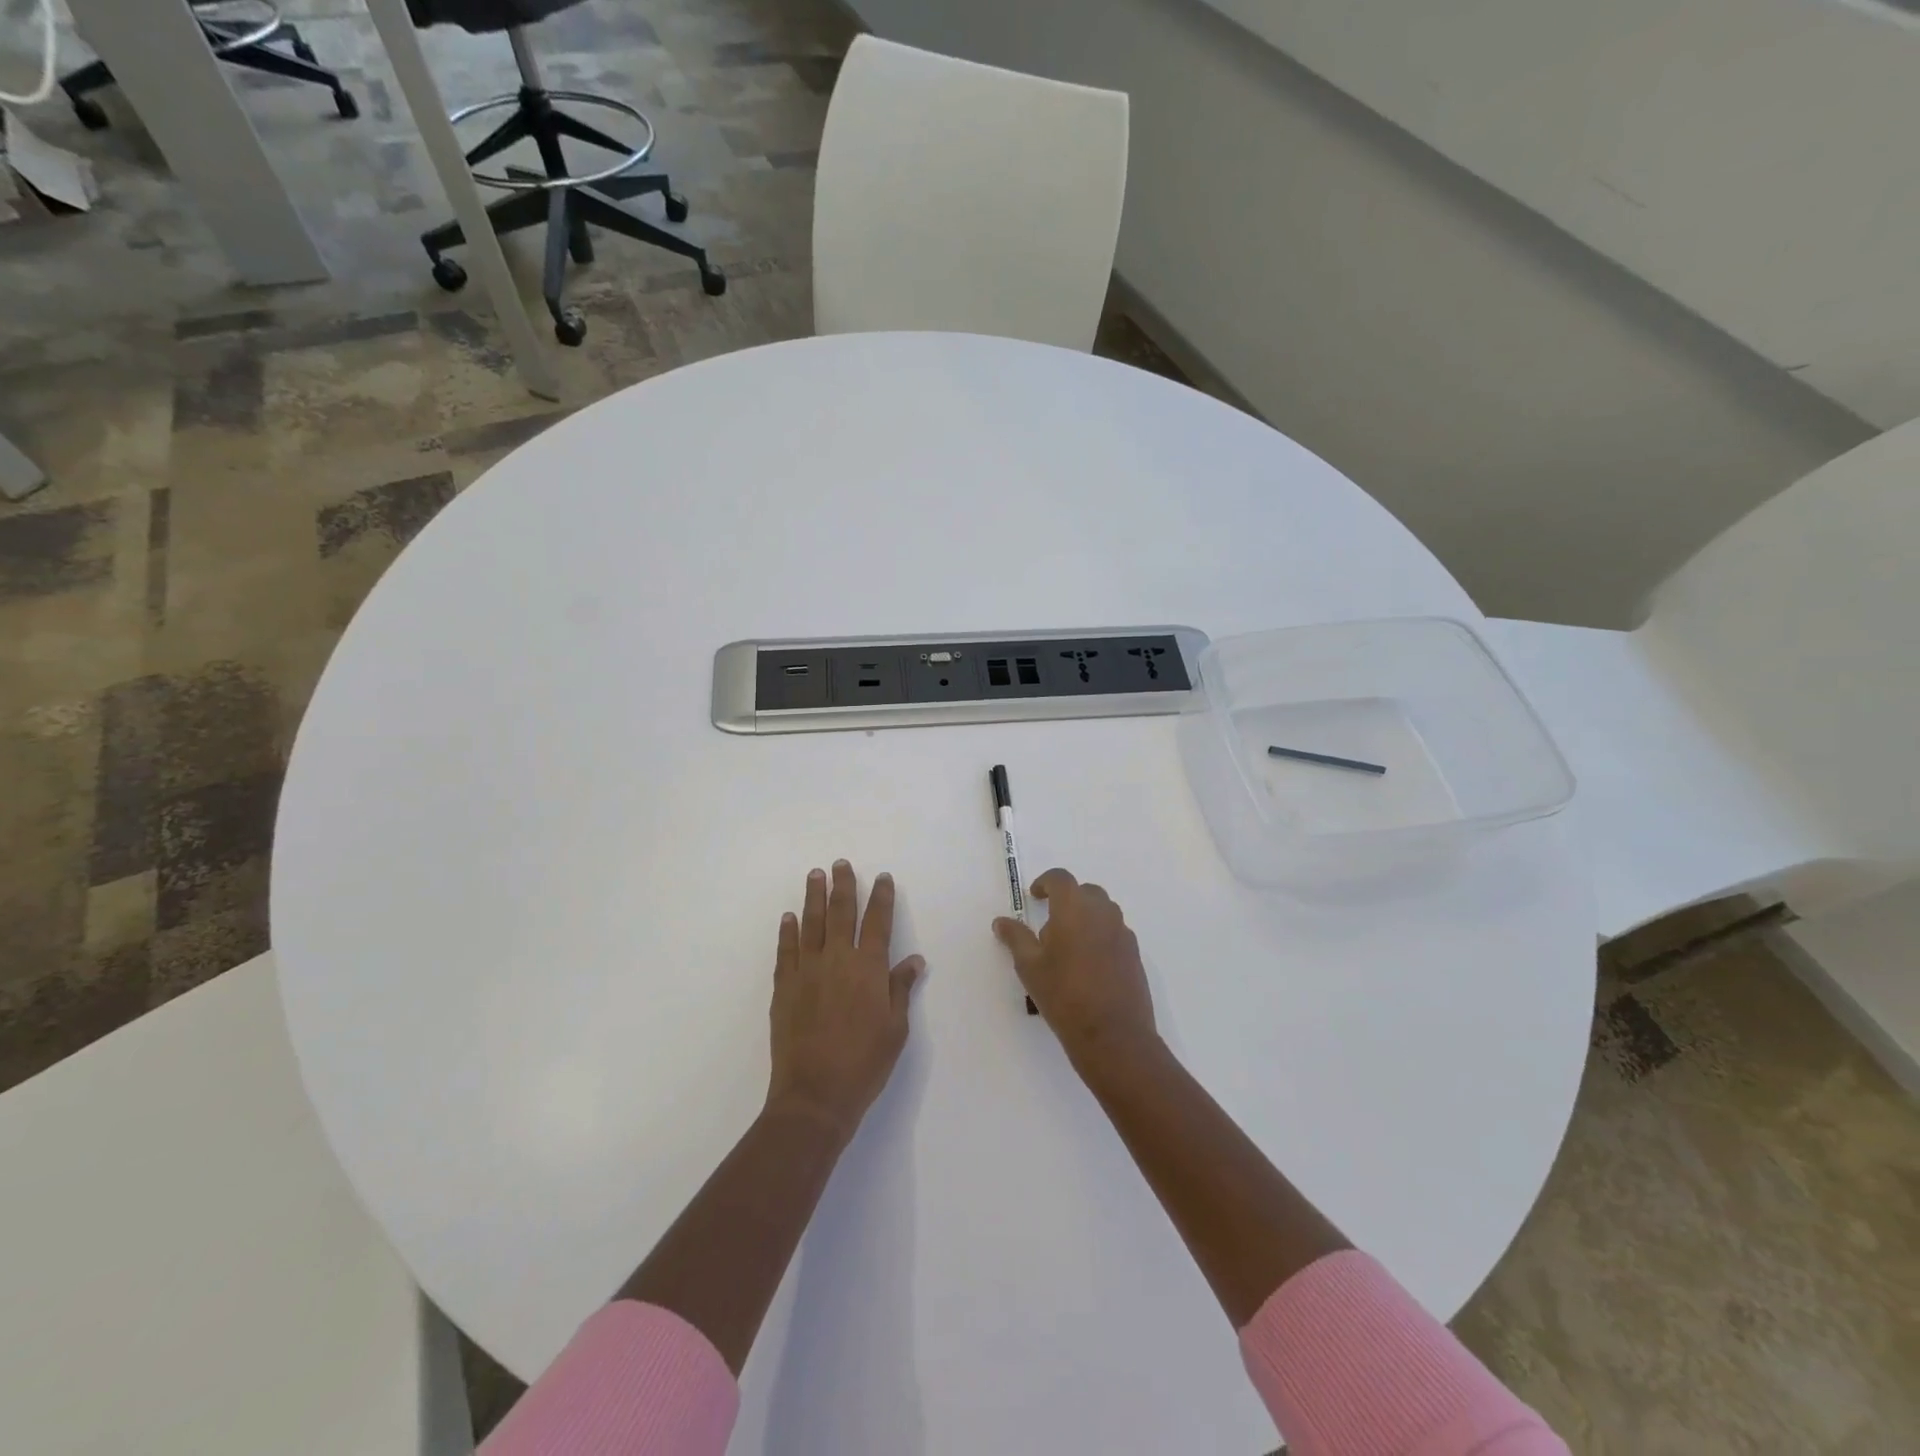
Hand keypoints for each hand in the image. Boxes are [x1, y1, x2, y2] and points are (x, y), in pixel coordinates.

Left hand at [766, 861, 923, 1141]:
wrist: (815, 1095)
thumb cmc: (865, 1064)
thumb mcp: (895, 1029)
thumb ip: (901, 989)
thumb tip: (914, 960)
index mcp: (869, 969)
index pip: (879, 922)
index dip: (882, 898)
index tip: (883, 878)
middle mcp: (838, 960)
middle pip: (841, 913)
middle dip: (844, 886)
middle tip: (841, 863)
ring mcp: (807, 971)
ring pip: (811, 923)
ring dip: (814, 897)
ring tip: (815, 875)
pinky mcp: (784, 987)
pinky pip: (786, 950)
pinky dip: (788, 931)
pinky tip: (789, 917)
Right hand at [993, 869, 1155, 1064]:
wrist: (1113, 1035)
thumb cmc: (1064, 995)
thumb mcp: (1030, 966)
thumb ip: (1015, 938)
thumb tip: (1001, 921)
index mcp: (1074, 908)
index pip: (1060, 878)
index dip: (1045, 882)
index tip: (1034, 896)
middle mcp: (1102, 912)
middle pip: (1085, 892)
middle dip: (1067, 900)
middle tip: (1050, 925)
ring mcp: (1123, 933)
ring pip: (1103, 911)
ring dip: (1085, 917)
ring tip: (1069, 947)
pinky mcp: (1135, 954)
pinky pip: (1114, 932)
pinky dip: (1100, 936)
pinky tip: (1089, 965)